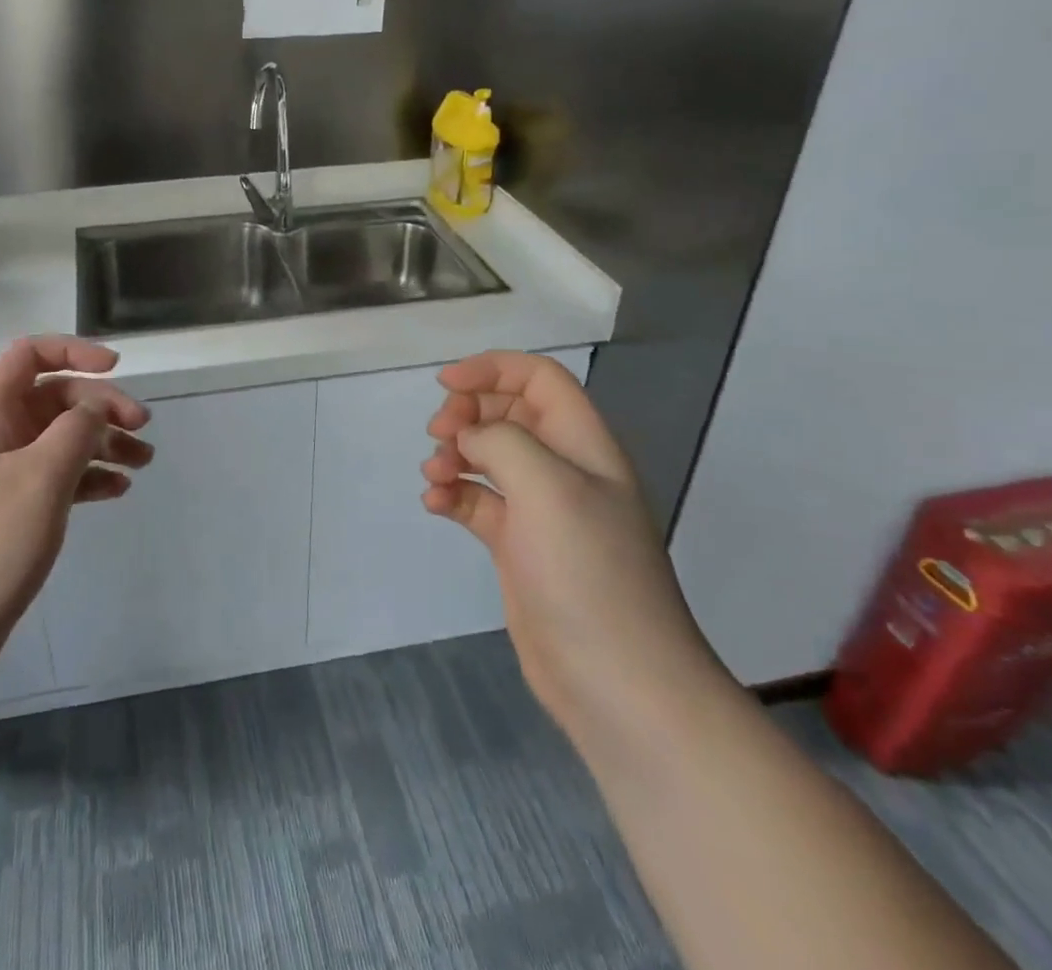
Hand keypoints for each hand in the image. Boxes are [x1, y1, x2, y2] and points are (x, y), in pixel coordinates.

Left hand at [0, 336, 152, 679]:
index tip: (116, 368)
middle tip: (143, 428)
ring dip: (102, 442)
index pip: (28, 354)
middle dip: (101, 406)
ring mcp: (0, 474)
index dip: (72, 350)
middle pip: (54, 397)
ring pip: (59, 438)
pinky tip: (117, 491)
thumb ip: (76, 430)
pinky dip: (88, 476)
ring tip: (143, 462)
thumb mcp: (41, 478)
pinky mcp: (8, 511)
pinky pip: (56, 476)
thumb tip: (94, 405)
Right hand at [422, 351, 727, 739]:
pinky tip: (434, 504)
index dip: (492, 369)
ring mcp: (540, 511)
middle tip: (439, 434)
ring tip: (434, 474)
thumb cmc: (587, 572)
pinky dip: (452, 494)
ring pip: (488, 456)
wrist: (617, 683)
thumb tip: (468, 439)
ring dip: (454, 454)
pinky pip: (478, 501)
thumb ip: (501, 443)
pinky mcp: (518, 547)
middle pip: (508, 413)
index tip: (446, 385)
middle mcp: (563, 469)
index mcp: (583, 444)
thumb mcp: (548, 487)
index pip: (539, 379)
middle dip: (468, 413)